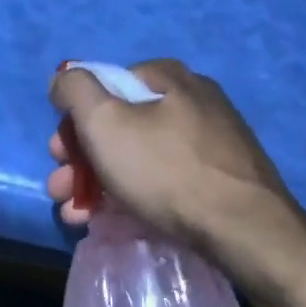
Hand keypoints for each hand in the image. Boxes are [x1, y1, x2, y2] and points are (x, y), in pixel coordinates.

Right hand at [46, 59, 297, 259]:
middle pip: (123, 123)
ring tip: (77, 217)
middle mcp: (194, 100)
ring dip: (101, 183)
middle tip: (62, 189)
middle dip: (83, 158)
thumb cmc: (166, 169)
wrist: (244, 228)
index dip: (77, 118)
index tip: (60, 153)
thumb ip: (76, 91)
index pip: (109, 85)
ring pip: (142, 156)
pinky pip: (168, 179)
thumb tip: (65, 78)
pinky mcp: (223, 178)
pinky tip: (116, 222)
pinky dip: (136, 195)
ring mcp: (212, 141)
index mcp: (170, 78)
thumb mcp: (105, 122)